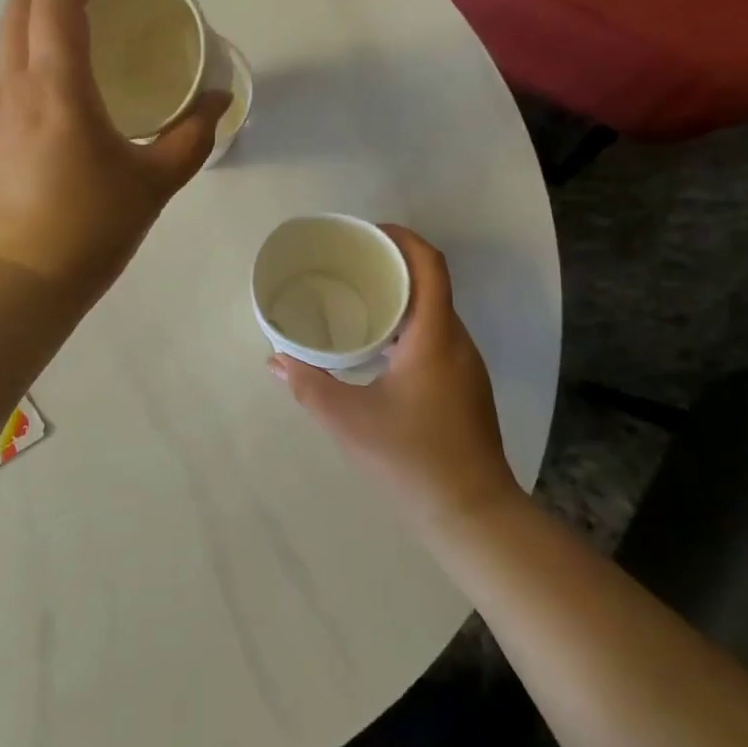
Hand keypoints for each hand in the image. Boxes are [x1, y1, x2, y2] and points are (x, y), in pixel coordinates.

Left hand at [0, 0, 228, 292]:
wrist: (24, 280)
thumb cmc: (92, 228)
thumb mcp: (155, 182)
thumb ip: (192, 136)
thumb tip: (220, 103)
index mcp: (57, 89)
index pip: (57, 1)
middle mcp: (16, 88)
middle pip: (22, 6)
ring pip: (10, 39)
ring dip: (44, 18)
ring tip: (89, 35)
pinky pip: (10, 74)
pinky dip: (36, 55)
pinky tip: (69, 91)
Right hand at [270, 227, 519, 533]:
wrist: (472, 514)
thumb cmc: (411, 459)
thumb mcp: (348, 421)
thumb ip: (308, 385)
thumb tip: (275, 359)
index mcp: (434, 336)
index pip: (429, 265)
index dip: (402, 238)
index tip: (367, 232)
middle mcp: (456, 341)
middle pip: (431, 282)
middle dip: (392, 263)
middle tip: (348, 263)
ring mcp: (464, 365)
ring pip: (434, 310)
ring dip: (400, 295)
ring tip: (355, 297)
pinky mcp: (463, 385)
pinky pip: (435, 334)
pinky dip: (406, 323)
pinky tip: (376, 344)